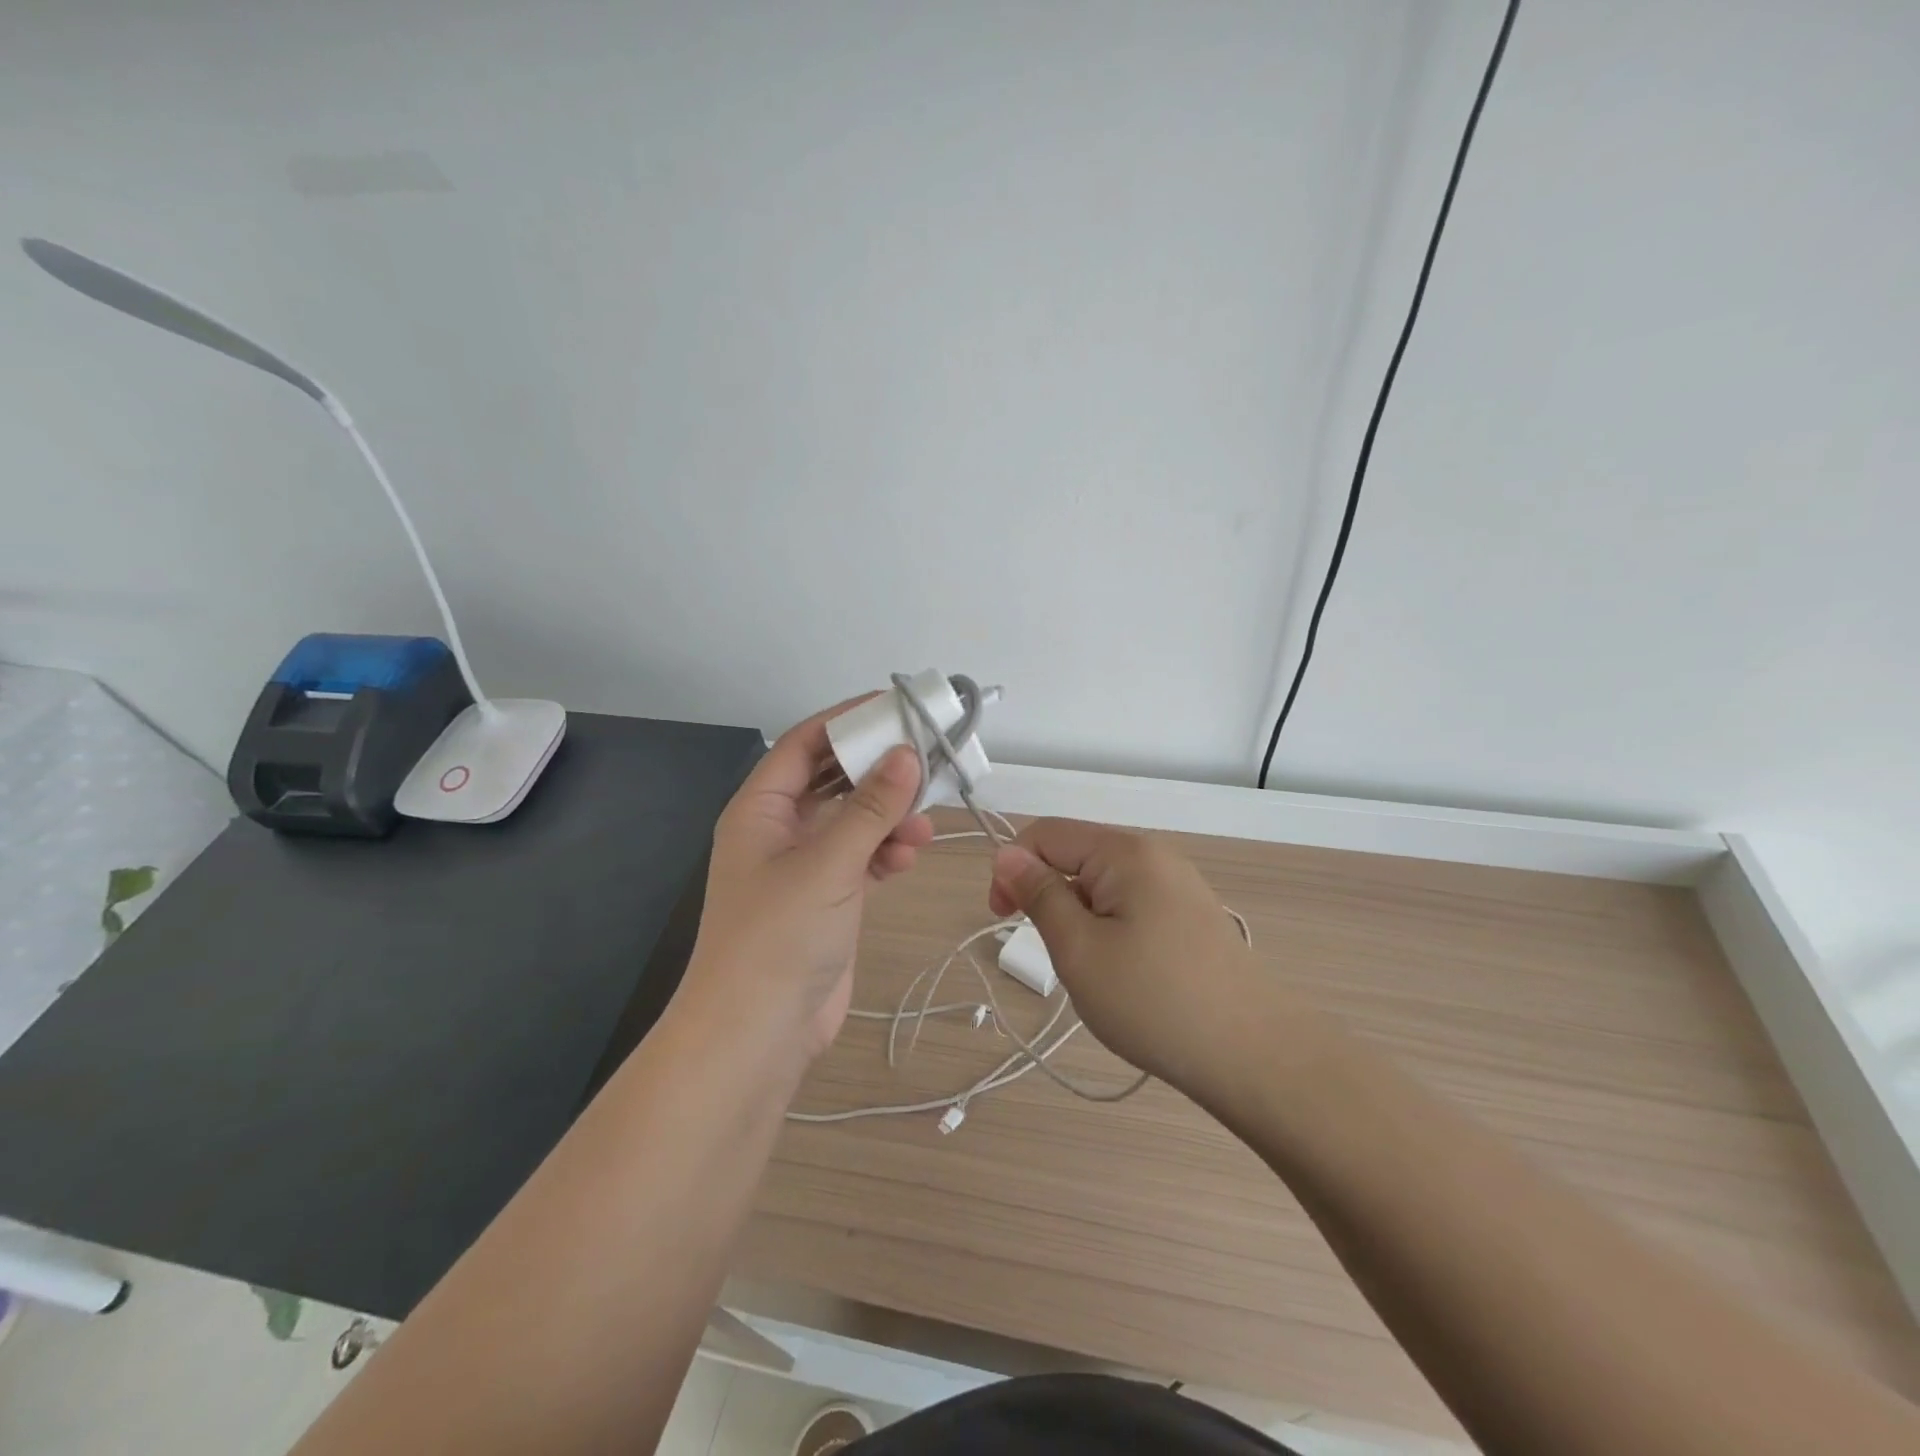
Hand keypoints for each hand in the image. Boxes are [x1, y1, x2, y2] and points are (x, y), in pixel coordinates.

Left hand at [683, 699, 932, 1063]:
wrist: (757, 1034)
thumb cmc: (778, 937)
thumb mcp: (827, 864)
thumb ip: (870, 808)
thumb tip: (906, 752)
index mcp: (761, 809)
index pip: (803, 744)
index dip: (845, 721)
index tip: (894, 707)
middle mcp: (780, 829)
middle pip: (832, 779)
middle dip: (875, 770)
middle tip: (924, 757)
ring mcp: (805, 865)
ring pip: (853, 819)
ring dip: (888, 815)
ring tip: (922, 822)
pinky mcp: (829, 897)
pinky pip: (863, 856)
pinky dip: (887, 850)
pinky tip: (911, 854)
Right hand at [988, 819, 1259, 1097]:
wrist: (1254, 1056)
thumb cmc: (1154, 1001)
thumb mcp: (1079, 949)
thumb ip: (1039, 895)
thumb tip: (1006, 854)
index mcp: (1125, 852)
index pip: (1046, 834)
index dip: (1012, 868)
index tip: (1002, 918)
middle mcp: (1154, 855)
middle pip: (1076, 856)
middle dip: (1050, 897)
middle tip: (1058, 956)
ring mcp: (1179, 885)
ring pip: (1102, 886)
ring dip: (1080, 919)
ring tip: (1095, 972)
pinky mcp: (1191, 916)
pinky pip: (1131, 906)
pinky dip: (1110, 931)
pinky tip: (1126, 976)